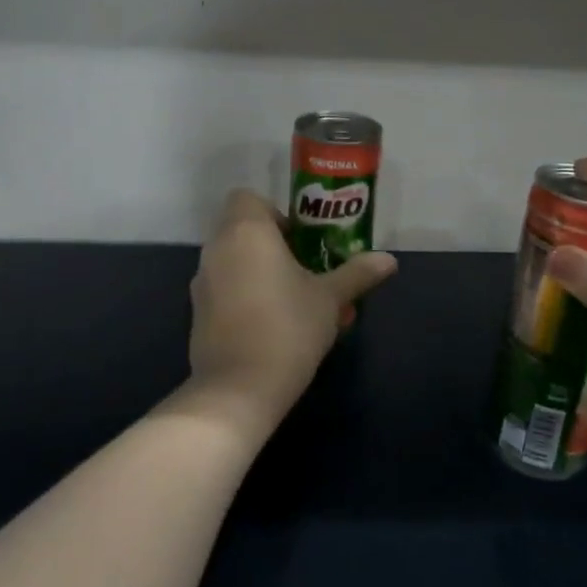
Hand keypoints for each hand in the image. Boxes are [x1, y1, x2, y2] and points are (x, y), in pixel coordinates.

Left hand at [183, 189, 397, 442]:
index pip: (247, 198)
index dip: (275, 213)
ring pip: (233, 262)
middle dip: (273, 245)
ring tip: (294, 301)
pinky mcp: (197, 313)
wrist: (238, 389)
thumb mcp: (330, 299)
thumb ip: (357, 274)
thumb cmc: (288, 328)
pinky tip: (272, 325)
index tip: (300, 240)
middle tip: (305, 270)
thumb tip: (389, 260)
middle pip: (242, 230)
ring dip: (259, 271)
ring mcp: (202, 283)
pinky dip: (243, 296)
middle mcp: (217, 249)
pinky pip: (224, 290)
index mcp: (246, 232)